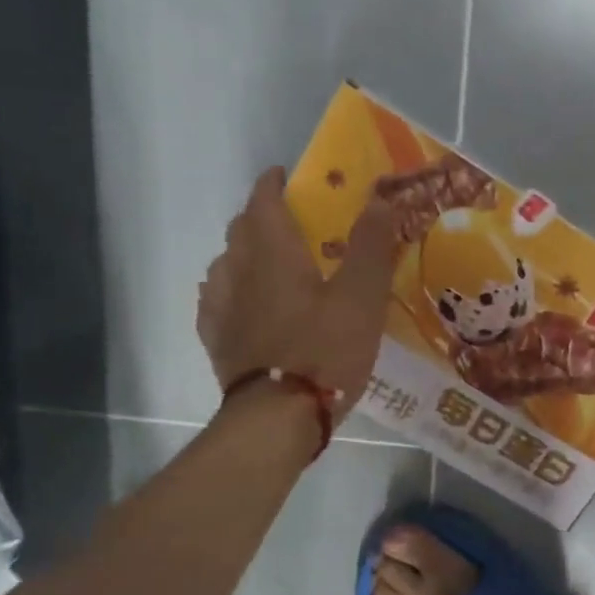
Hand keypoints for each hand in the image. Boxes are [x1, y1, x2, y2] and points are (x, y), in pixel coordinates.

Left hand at [197, 168, 397, 413]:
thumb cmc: (325, 351)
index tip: (285, 177)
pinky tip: (243, 306)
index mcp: (272, 253)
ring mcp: (221, 308)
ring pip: (225, 265)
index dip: (273, 184)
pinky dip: (231, 292)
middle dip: (260, 218)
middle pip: (241, 230)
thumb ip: (371, 246)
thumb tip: (378, 198)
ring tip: (268, 266)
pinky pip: (216, 302)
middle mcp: (238, 271)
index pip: (263, 201)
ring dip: (244, 255)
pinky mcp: (217, 341)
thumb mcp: (362, 297)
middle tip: (289, 225)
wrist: (278, 417)